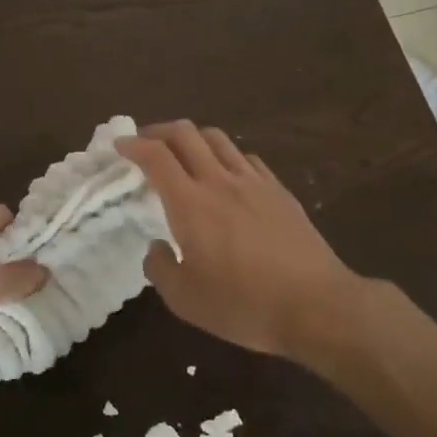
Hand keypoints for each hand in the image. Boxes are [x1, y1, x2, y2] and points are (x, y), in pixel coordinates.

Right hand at [119, 121, 357, 356]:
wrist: (317, 305)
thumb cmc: (244, 305)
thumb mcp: (186, 301)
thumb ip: (160, 269)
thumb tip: (156, 248)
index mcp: (190, 203)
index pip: (155, 156)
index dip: (133, 144)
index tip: (120, 145)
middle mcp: (219, 181)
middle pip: (185, 134)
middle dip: (159, 131)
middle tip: (145, 142)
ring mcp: (254, 182)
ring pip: (218, 139)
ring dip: (193, 137)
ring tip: (184, 152)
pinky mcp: (279, 191)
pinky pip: (246, 158)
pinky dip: (226, 155)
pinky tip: (227, 173)